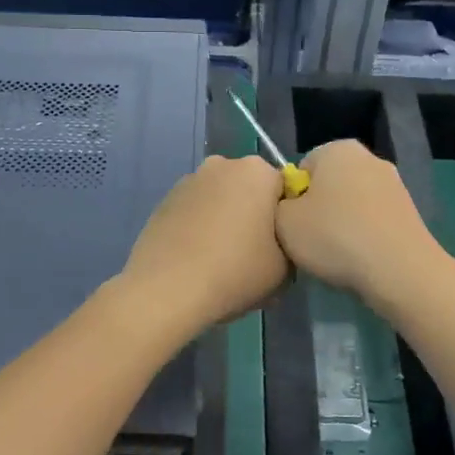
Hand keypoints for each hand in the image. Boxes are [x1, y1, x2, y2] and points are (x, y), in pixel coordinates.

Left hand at [119, 155, 288, 332]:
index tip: (281, 246)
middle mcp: (222, 165)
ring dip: (224, 220)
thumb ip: (291, 246)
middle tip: (253, 254)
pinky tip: (196, 259)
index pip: (284, 189)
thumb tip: (279, 245)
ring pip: (219, 200)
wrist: (167, 289)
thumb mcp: (284, 269)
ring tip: (220, 260)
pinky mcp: (164, 201)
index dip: (285, 219)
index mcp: (257, 171)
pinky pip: (194, 212)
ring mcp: (188, 181)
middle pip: (249, 189)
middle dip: (253, 214)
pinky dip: (199, 228)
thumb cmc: (235, 271)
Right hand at [274, 140, 442, 307]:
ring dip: (342, 225)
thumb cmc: (334, 237)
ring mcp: (394, 184)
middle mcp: (369, 158)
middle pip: (329, 185)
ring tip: (336, 256)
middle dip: (320, 210)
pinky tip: (360, 260)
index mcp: (337, 149)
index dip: (293, 199)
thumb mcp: (283, 222)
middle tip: (311, 242)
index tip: (294, 225)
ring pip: (352, 204)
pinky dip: (364, 236)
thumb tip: (293, 206)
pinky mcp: (410, 212)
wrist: (399, 270)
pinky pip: (373, 221)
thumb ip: (279, 205)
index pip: (302, 169)